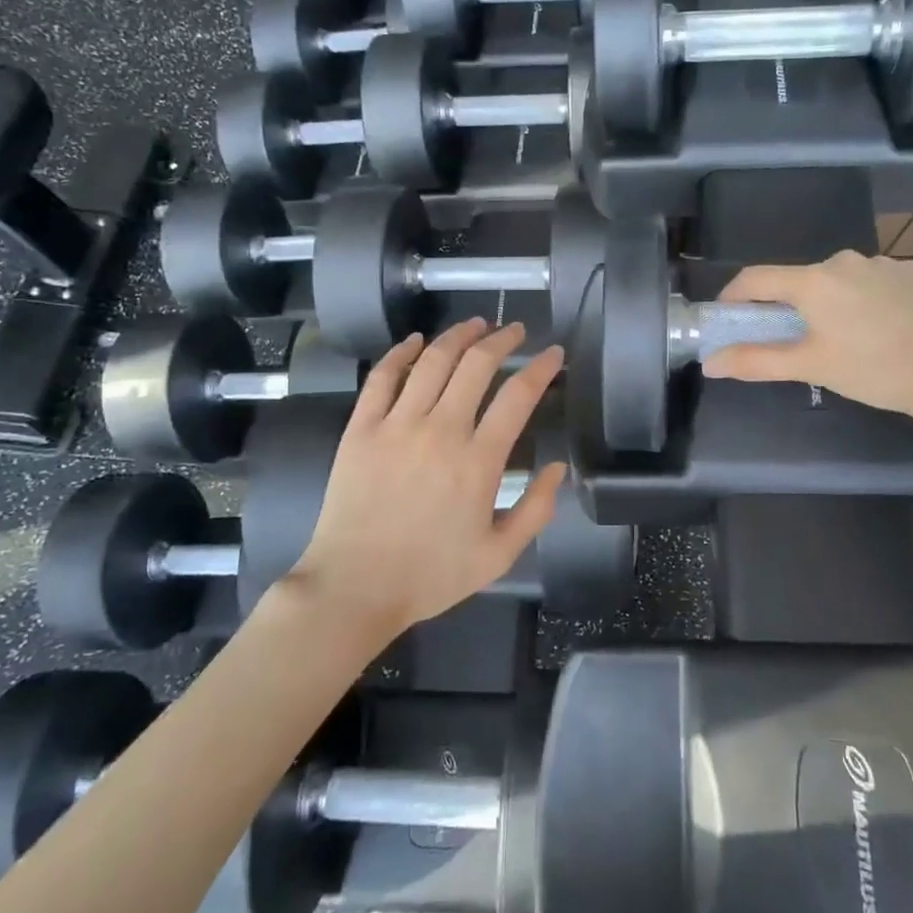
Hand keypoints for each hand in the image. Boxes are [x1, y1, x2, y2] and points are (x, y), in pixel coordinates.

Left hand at [287, 319, 565, 637]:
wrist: (354, 587)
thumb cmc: (431, 575)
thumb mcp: (499, 555)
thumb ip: (535, 510)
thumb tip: (557, 467)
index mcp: (479, 461)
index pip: (518, 395)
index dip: (541, 367)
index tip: (554, 353)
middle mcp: (440, 431)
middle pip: (476, 365)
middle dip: (502, 339)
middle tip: (514, 330)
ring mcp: (396, 425)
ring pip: (433, 362)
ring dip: (458, 336)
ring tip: (475, 324)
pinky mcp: (361, 429)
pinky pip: (383, 378)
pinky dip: (402, 353)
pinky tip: (416, 341)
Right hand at [702, 252, 912, 430]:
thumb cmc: (873, 370)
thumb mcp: (811, 367)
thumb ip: (757, 360)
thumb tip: (711, 362)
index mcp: (814, 282)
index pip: (757, 278)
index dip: (735, 295)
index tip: (728, 315)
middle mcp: (845, 261)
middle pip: (802, 280)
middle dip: (792, 306)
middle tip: (798, 340)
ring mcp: (885, 262)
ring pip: (842, 280)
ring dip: (833, 302)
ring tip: (849, 338)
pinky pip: (877, 282)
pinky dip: (870, 300)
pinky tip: (886, 328)